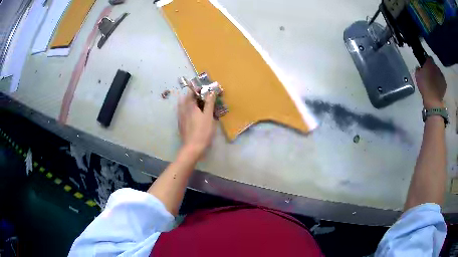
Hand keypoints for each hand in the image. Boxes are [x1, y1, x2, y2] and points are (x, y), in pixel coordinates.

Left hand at [178, 89, 216, 158]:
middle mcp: (183, 110)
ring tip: (197, 105)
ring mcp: (180, 117)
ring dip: (189, 102)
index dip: (198, 89)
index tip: (205, 90)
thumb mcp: (209, 116)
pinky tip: (192, 115)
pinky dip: (187, 110)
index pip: (191, 93)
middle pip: (186, 98)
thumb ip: (209, 103)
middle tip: (202, 97)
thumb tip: (211, 92)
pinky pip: (182, 112)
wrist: (193, 147)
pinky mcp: (180, 124)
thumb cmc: (203, 131)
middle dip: (193, 95)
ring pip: (183, 105)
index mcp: (190, 106)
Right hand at [415, 57, 446, 108]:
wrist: (433, 100)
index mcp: (429, 62)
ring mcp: (441, 75)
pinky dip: (440, 82)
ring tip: (433, 82)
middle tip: (429, 75)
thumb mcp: (417, 76)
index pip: (427, 57)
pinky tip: (437, 87)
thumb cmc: (424, 86)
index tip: (424, 66)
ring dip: (436, 76)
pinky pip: (441, 80)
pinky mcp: (444, 84)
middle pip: (434, 65)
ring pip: (438, 73)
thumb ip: (418, 69)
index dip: (426, 61)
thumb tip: (420, 67)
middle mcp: (436, 66)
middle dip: (432, 69)